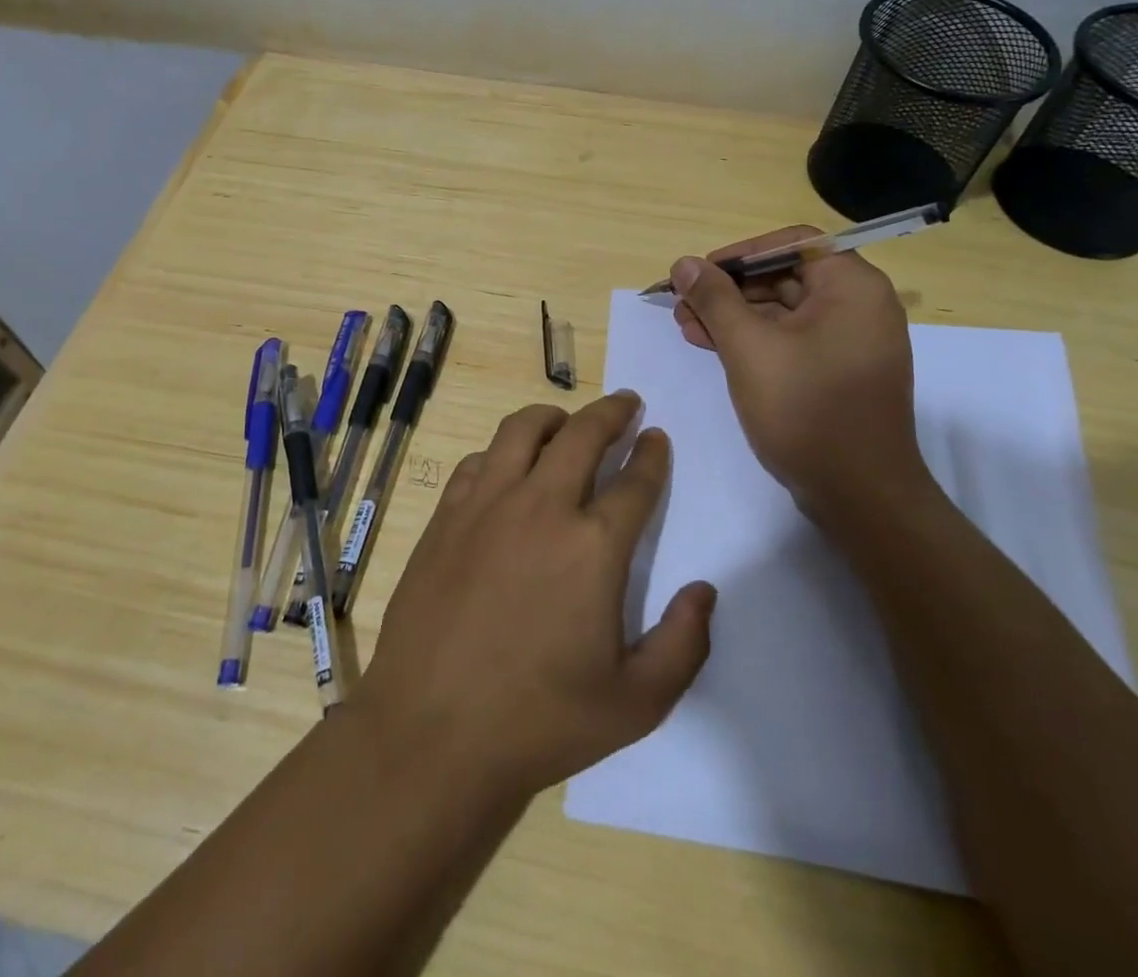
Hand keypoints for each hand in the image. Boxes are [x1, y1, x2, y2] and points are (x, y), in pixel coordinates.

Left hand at [355, 392, 715, 800]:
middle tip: (626, 403)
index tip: (657, 438)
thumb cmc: (541, 721)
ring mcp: (487, 505)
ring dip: (553, 417)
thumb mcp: (638, 702)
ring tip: (566, 422)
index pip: (634, 481)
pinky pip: (479, 460)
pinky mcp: (446, 516)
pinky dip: (502, 452)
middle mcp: (541, 507)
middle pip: (583, 435)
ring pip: (523, 430)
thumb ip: (685, 643)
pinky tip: (506, 467)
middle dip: (612, 412)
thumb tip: (704, 590)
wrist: (433, 733)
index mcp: (593, 546)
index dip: (651, 455)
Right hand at [670, 227, 926, 523]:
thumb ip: (715, 299)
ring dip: (734, 316)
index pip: (792, 244)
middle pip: (785, 276)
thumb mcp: (749, 347)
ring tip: (687, 327)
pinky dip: (754, 340)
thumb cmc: (806, 409)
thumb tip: (685, 263)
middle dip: (729, 289)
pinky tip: (713, 347)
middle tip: (683, 304)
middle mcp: (859, 306)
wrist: (859, 495)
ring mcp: (850, 341)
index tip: (700, 273)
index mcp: (852, 287)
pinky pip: (792, 339)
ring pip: (784, 311)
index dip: (741, 253)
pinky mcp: (838, 372)